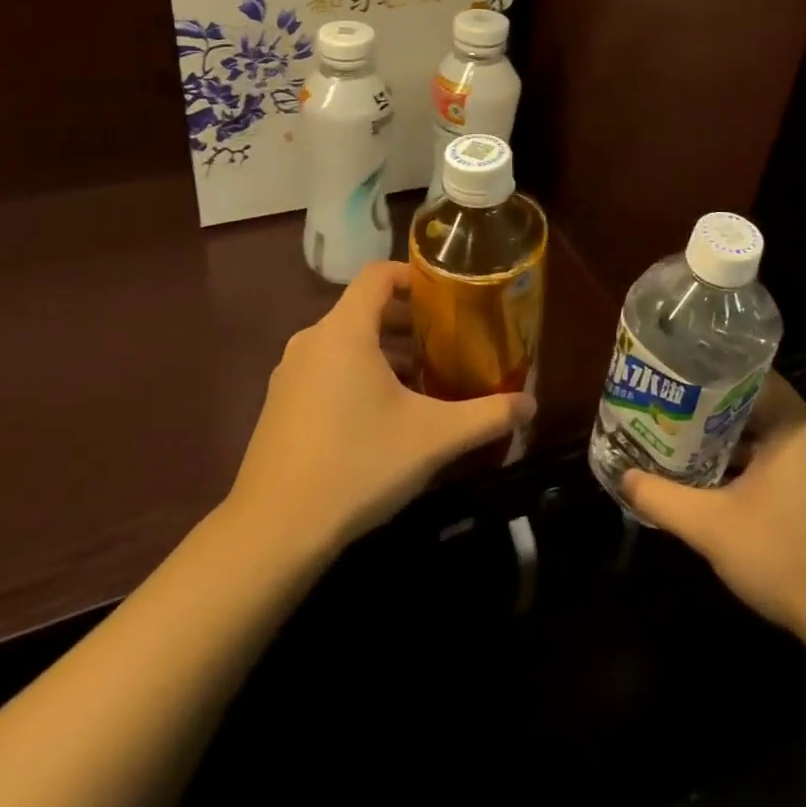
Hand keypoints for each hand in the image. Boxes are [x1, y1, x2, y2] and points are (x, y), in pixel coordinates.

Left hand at [225, 262, 534, 554]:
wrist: (274, 531)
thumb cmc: (358, 465)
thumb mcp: (433, 439)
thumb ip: (486, 416)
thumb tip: (531, 405)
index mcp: (344, 332)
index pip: (378, 275)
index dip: (413, 275)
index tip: (446, 295)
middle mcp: (311, 341)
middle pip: (363, 309)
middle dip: (407, 321)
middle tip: (446, 341)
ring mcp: (289, 373)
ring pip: (345, 343)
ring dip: (384, 352)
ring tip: (422, 381)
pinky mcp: (279, 404)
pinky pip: (326, 369)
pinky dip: (357, 374)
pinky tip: (382, 417)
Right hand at [621, 373, 805, 656]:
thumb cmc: (786, 557)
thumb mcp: (711, 527)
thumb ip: (662, 498)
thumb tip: (624, 478)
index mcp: (799, 426)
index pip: (752, 377)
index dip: (712, 376)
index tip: (677, 381)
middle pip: (761, 409)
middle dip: (716, 415)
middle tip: (673, 415)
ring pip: (776, 442)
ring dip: (737, 447)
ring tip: (690, 449)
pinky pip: (794, 468)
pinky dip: (761, 470)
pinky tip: (730, 491)